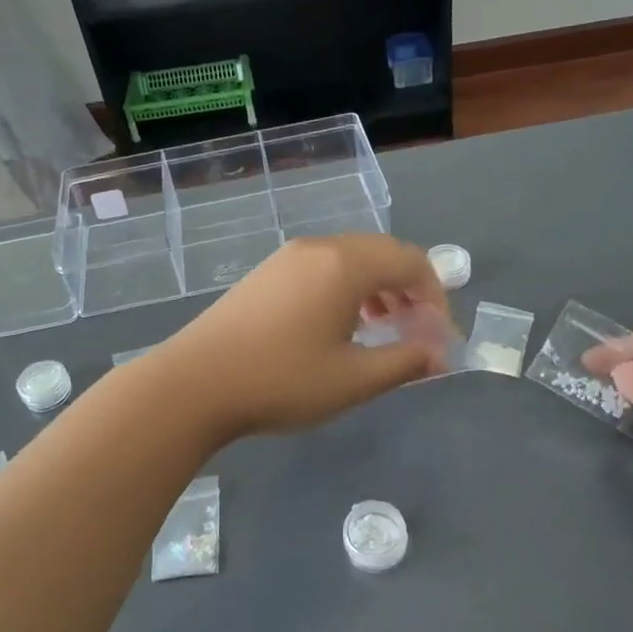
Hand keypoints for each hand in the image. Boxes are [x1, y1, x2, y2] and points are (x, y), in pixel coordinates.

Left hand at [156, 235, 453, 440]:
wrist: (194, 383)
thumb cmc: (281, 381)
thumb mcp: (352, 379)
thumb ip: (404, 362)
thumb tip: (438, 354)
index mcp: (345, 265)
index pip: (411, 263)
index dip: (436, 297)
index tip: (438, 338)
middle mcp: (319, 248)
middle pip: (383, 253)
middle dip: (409, 290)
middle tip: (414, 332)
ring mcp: (288, 257)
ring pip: (351, 259)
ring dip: (378, 288)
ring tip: (380, 329)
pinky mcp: (267, 272)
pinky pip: (323, 267)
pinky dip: (347, 288)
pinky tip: (338, 325)